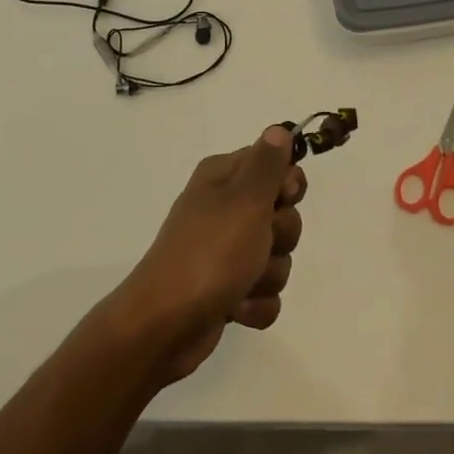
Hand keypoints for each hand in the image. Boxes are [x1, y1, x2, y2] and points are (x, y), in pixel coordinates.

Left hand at [112, 125, 307, 384]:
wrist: (165, 325)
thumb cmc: (209, 254)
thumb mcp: (244, 200)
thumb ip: (267, 164)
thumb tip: (278, 129)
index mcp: (223, 179)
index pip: (275, 164)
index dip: (288, 184)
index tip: (283, 198)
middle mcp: (224, 209)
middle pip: (283, 214)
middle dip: (281, 236)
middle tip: (258, 243)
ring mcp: (225, 252)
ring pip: (278, 256)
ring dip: (268, 274)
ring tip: (241, 283)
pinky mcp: (228, 289)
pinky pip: (265, 292)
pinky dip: (256, 304)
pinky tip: (235, 308)